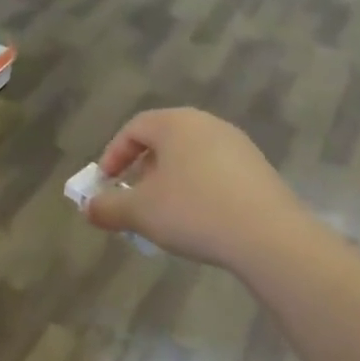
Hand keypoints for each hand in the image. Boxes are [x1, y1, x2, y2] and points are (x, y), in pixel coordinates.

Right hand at [84, 109, 309, 272]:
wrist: (270, 237)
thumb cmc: (193, 212)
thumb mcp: (139, 212)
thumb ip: (107, 207)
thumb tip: (89, 207)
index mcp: (176, 123)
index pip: (134, 128)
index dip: (113, 155)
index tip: (106, 185)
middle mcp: (208, 124)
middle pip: (164, 140)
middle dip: (141, 169)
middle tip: (133, 198)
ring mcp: (238, 146)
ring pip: (190, 157)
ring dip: (169, 181)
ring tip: (164, 213)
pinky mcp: (259, 170)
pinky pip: (215, 172)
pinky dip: (197, 189)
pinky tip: (198, 219)